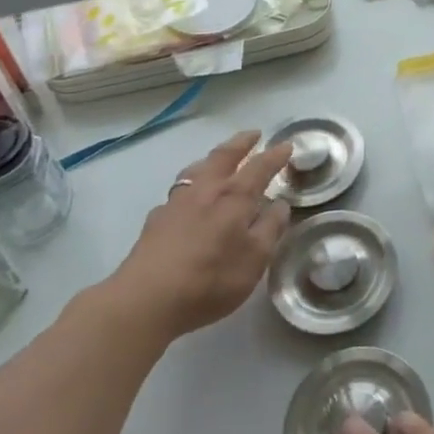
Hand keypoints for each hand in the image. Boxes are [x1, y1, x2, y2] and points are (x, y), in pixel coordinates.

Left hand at [108, 131, 293, 341]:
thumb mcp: (254, 260)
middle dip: (241, 143)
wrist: (146, 300)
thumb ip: (270, 228)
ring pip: (197, 169)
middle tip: (254, 134)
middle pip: (224, 156)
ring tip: (220, 159)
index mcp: (234, 197)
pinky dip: (191, 186)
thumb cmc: (210, 279)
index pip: (259, 167)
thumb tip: (280, 204)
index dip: (275, 156)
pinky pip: (179, 192)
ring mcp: (176, 202)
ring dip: (213, 159)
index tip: (287, 145)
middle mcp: (205, 190)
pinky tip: (190, 200)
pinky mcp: (156, 219)